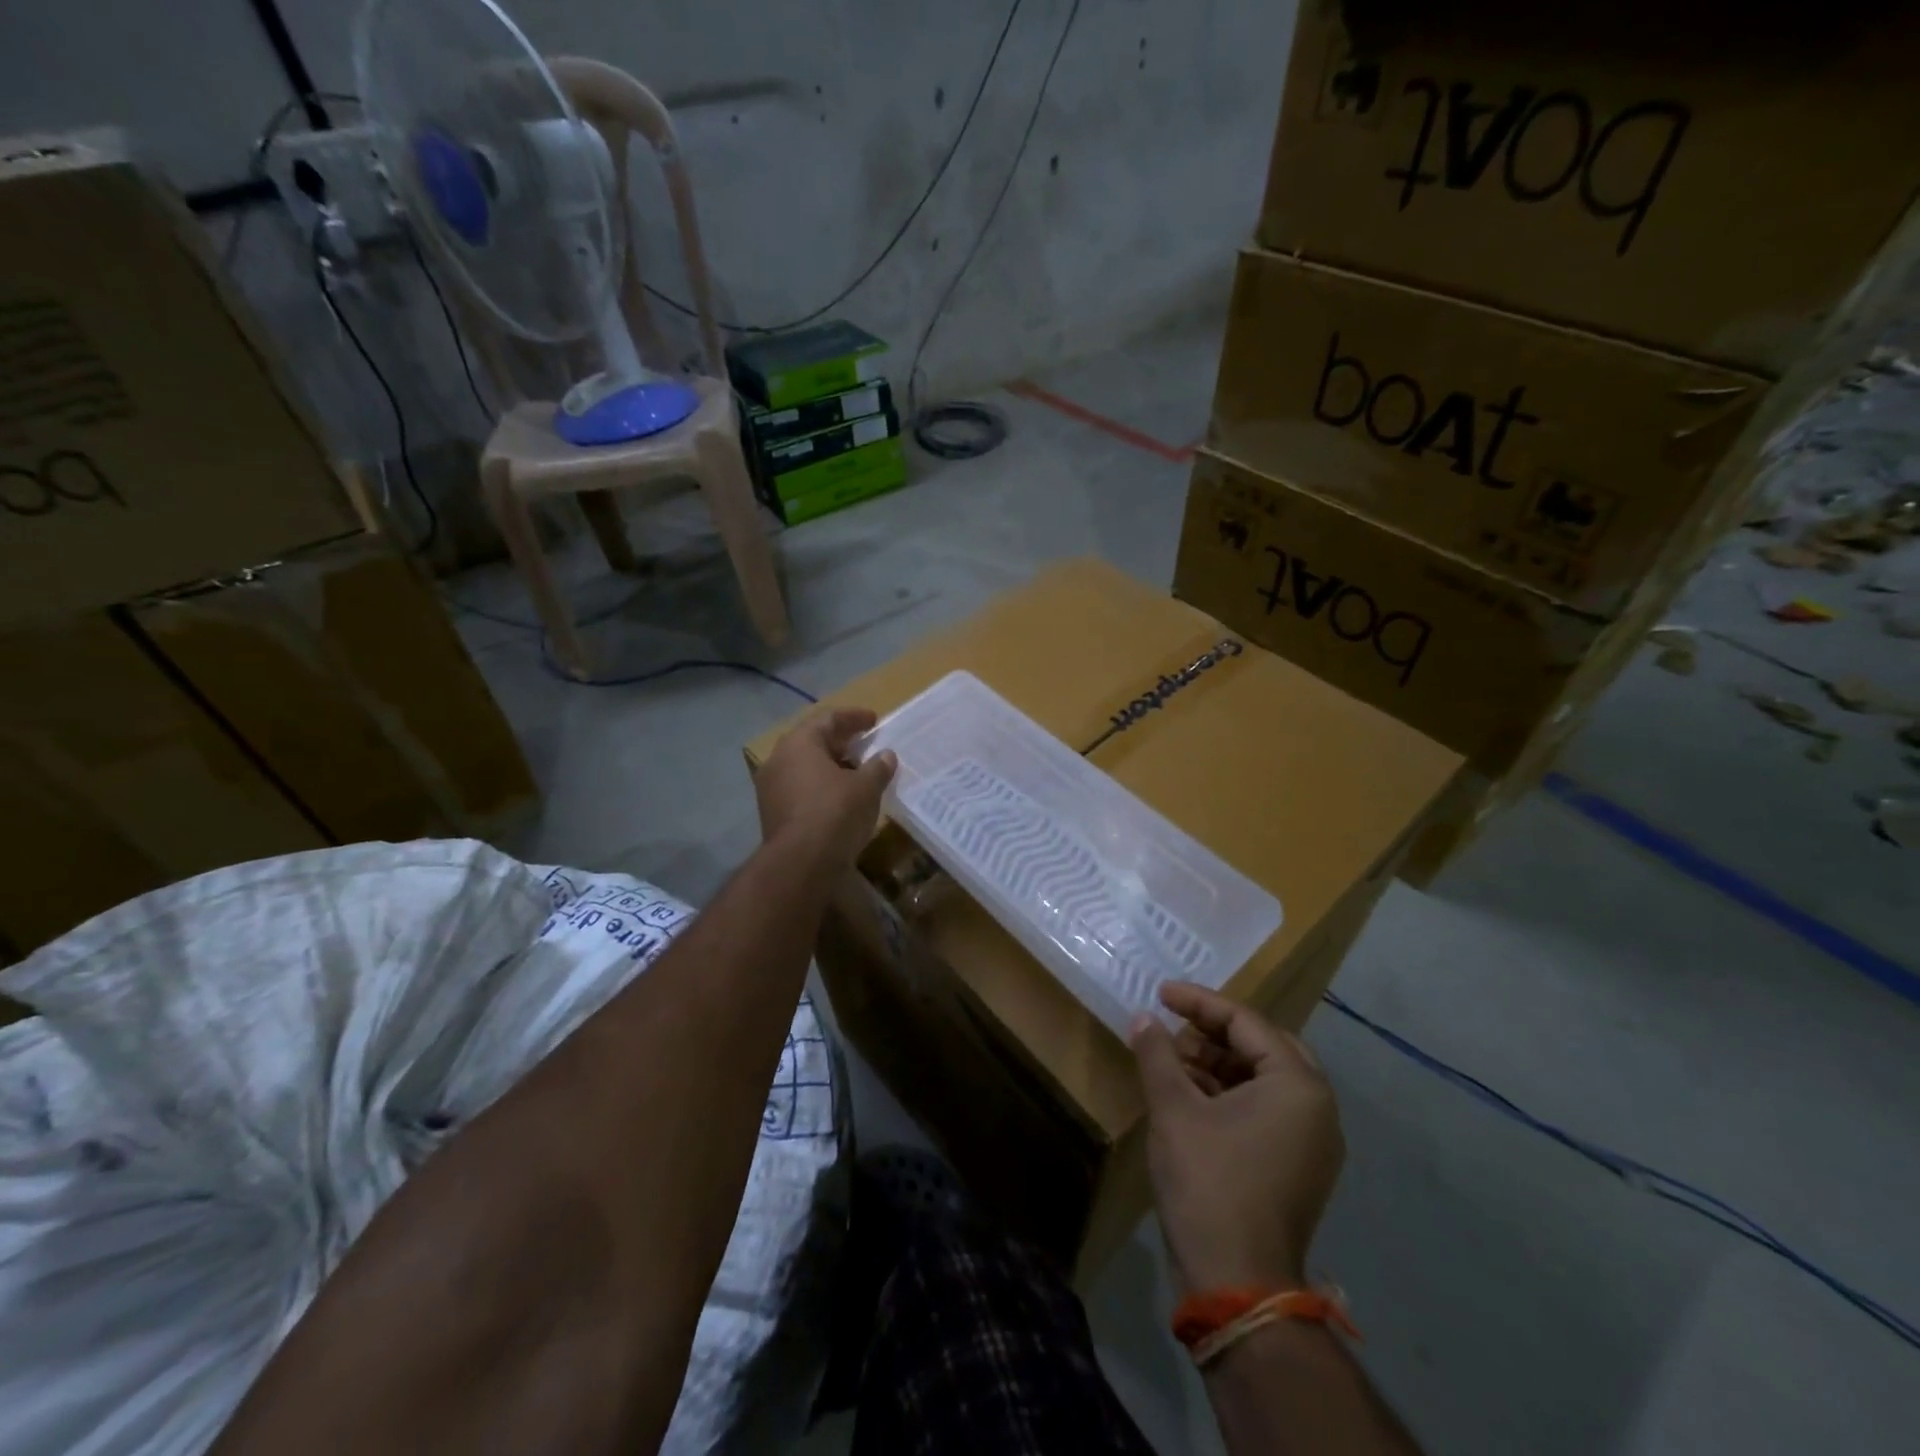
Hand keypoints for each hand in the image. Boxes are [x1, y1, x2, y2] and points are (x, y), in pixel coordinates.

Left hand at [755, 707, 897, 869]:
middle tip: (865, 744)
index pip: (829, 718)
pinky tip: (841, 797)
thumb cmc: (835, 813)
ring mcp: (771, 787)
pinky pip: (800, 788)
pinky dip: (821, 786)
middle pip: (813, 741)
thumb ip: (877, 767)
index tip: (874, 720)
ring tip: (857, 773)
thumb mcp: (866, 787)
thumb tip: (886, 755)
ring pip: (805, 766)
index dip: (854, 718)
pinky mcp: (772, 812)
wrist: (800, 864)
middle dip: (841, 742)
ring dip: (831, 766)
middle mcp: (779, 759)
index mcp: (800, 743)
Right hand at [1131, 983, 1344, 1294]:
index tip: (1160, 994)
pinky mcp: (1299, 1166)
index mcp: (1298, 1084)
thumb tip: (1144, 1018)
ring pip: (1264, 1078)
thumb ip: (1158, 1053)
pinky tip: (1191, 1097)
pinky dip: (1230, 1094)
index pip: (1246, 1022)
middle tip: (1174, 1027)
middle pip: (1262, 1046)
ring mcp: (1312, 1141)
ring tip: (1174, 1062)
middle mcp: (1317, 1107)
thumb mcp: (1174, 1109)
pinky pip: (1266, 1109)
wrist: (1238, 1283)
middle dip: (1214, 1032)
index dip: (1199, 1002)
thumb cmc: (1209, 1182)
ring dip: (1219, 1063)